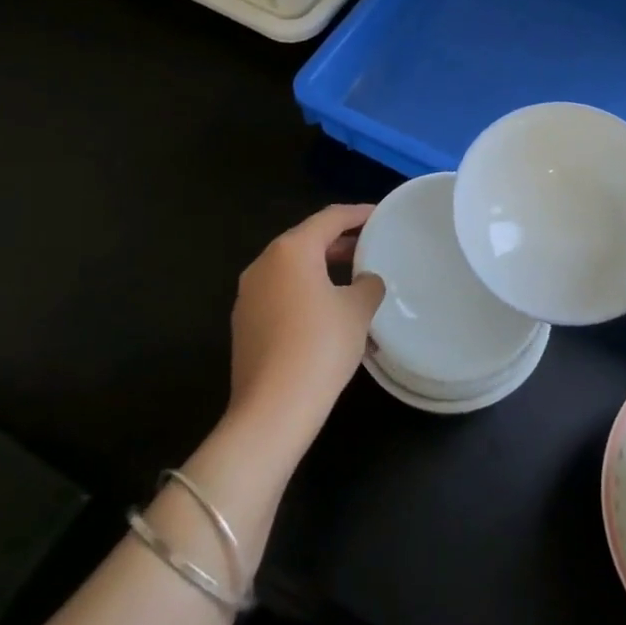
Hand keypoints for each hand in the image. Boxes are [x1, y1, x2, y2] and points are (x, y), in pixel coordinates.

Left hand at [227, 205, 384, 446]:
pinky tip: (332, 317)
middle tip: (371, 247)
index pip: (330, 218)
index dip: (358, 214)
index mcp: (291, 250)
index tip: (380, 215)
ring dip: (325, 272)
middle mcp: (264, 264)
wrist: (272, 410)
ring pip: (293, 271)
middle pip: (308, 241)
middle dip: (341, 243)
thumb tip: (365, 281)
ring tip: (356, 283)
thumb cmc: (320, 346)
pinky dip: (308, 295)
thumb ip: (367, 285)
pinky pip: (282, 296)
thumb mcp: (357, 311)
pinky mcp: (245, 324)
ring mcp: (249, 295)